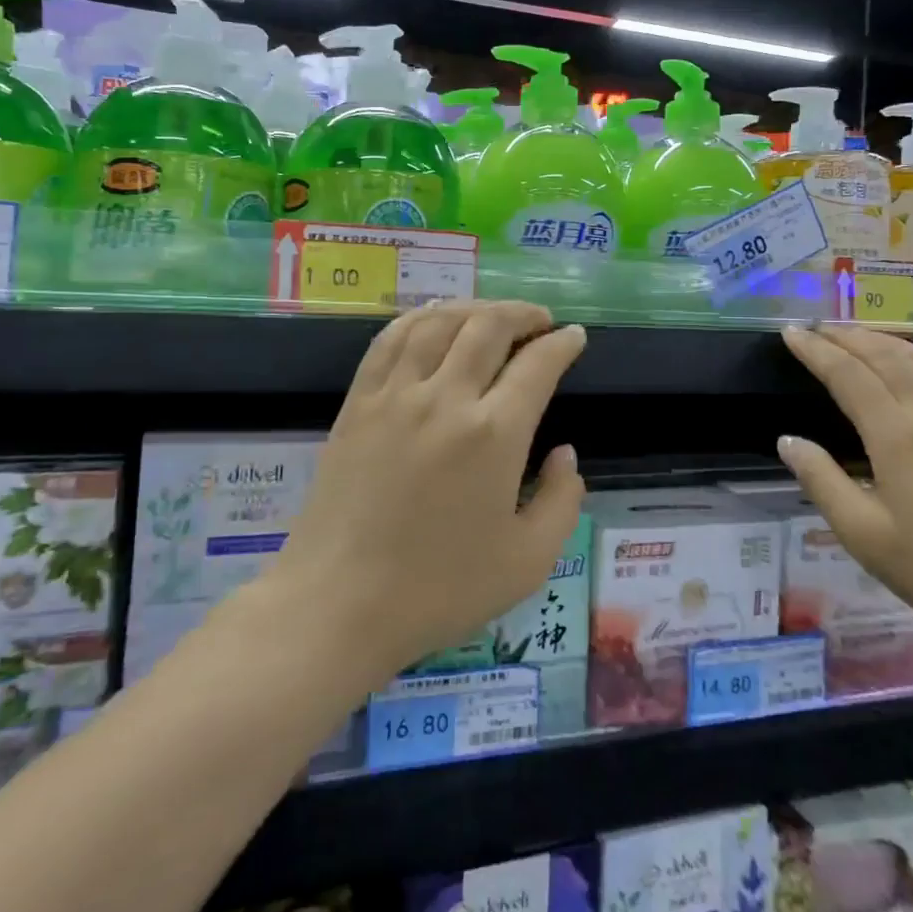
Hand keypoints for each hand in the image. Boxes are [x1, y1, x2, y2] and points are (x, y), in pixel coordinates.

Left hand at [266, 301, 587, 681]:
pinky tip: (434, 320)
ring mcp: (396, 394)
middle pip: (489, 326)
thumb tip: (564, 453)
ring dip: (475, 308)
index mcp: (494, 435)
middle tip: (540, 321)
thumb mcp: (528, 562)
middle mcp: (446, 398)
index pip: (537, 364)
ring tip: (493, 315)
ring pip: (440, 321)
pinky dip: (421, 317)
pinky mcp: (359, 401)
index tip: (573, 336)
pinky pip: (391, 338)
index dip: (562, 343)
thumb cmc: (439, 589)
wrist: (338, 603)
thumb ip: (561, 501)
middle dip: (523, 314)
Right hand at [776, 324, 912, 658]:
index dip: (816, 351)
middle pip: (883, 356)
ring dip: (880, 340)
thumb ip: (822, 481)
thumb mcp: (865, 536)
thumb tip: (788, 441)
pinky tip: (911, 360)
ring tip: (852, 334)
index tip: (790, 333)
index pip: (848, 375)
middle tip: (814, 328)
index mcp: (897, 435)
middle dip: (844, 337)